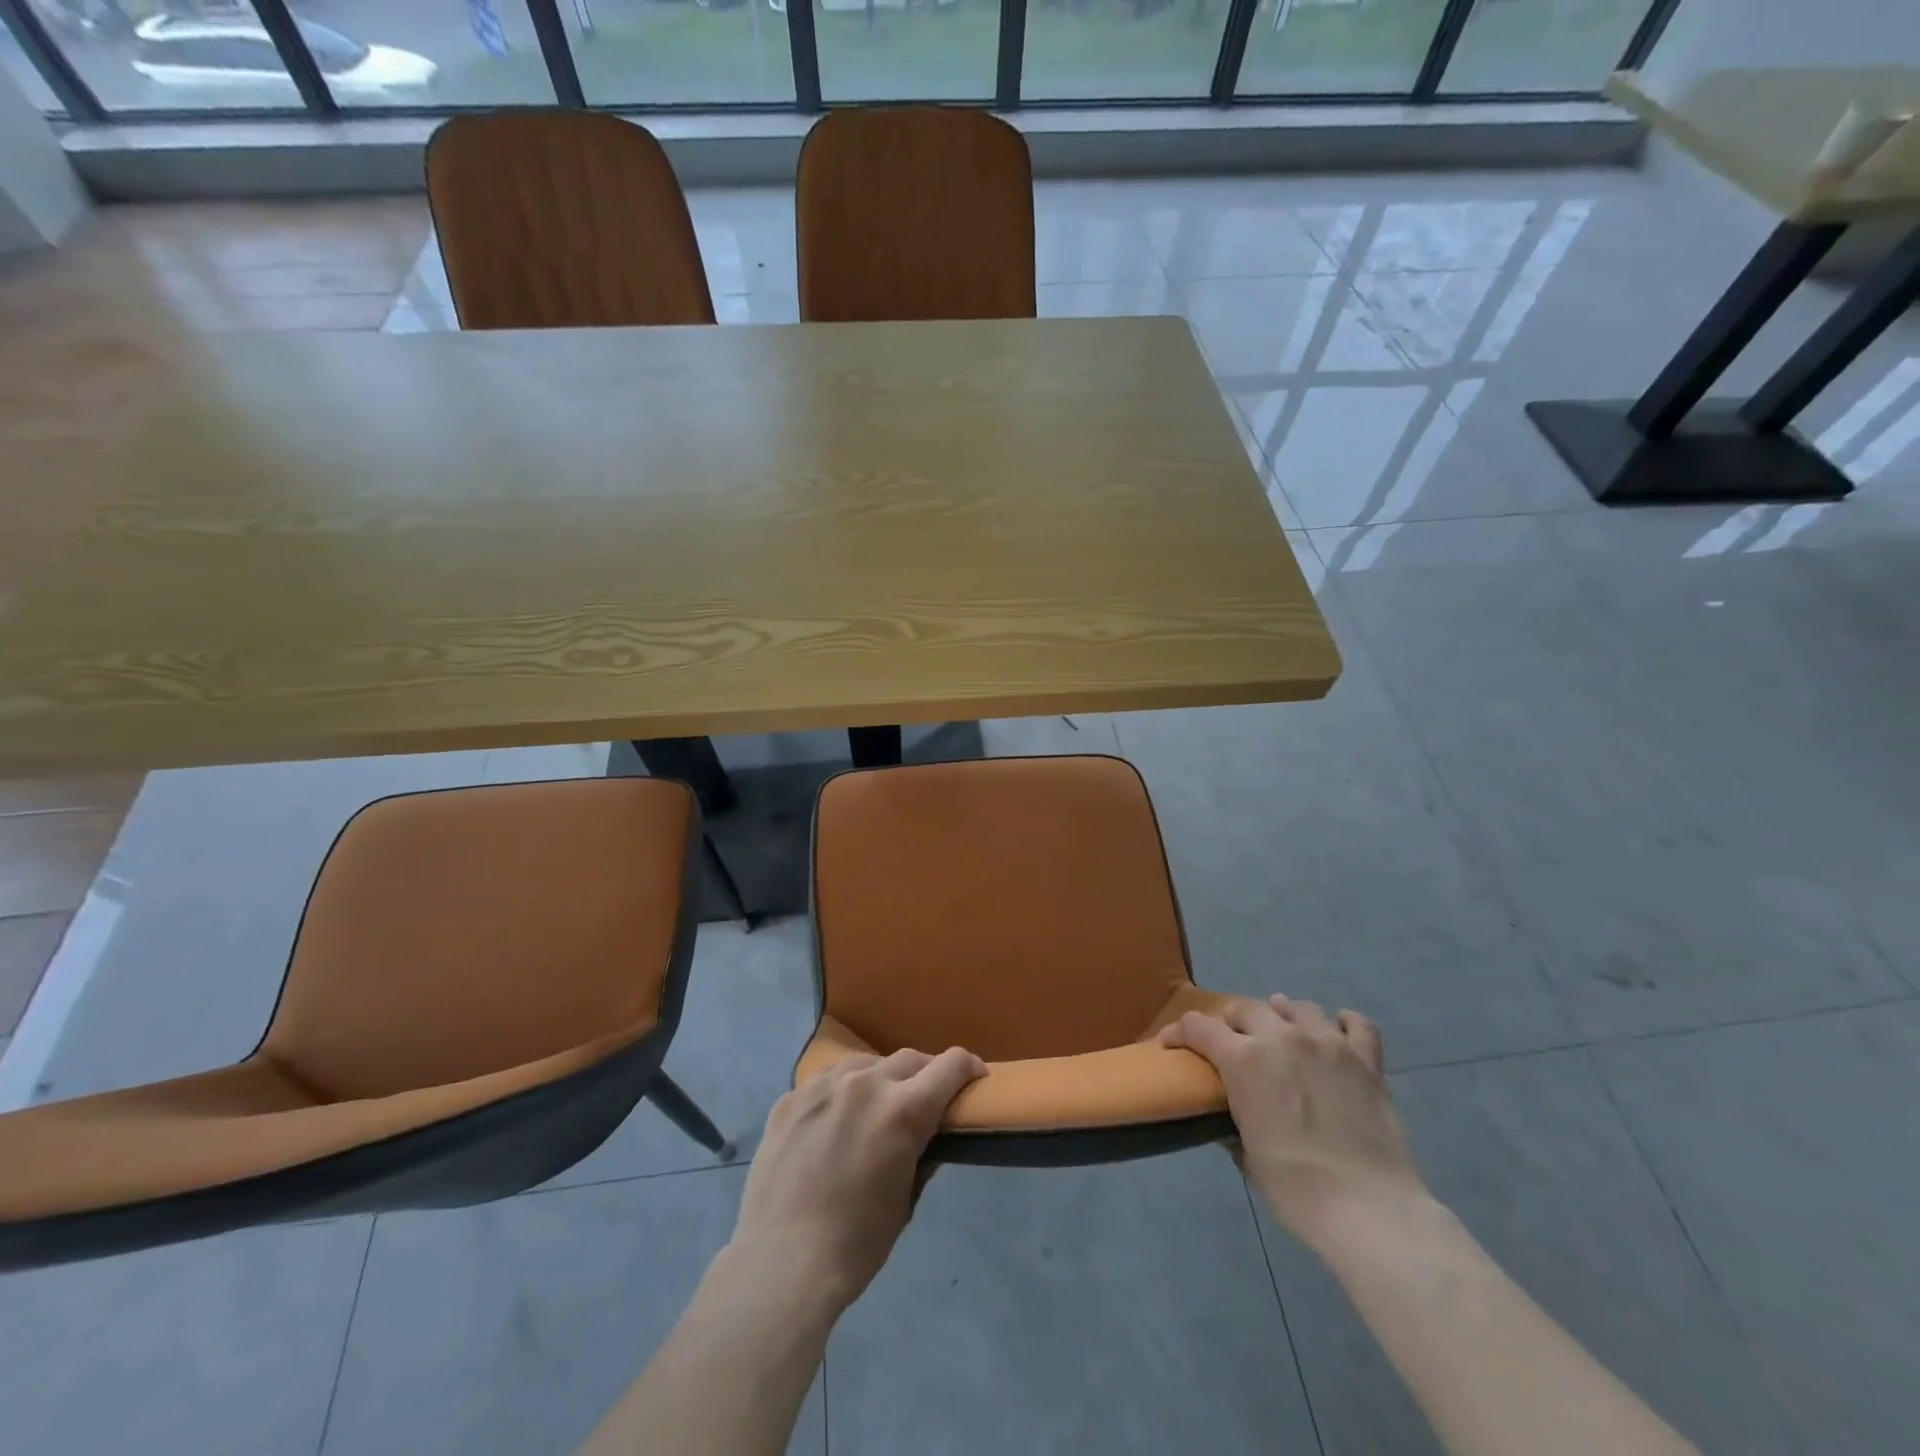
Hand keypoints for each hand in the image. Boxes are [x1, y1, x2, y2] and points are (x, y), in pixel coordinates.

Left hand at [729, 1046, 986, 1312]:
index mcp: (903, 1109)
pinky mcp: (790, 1098)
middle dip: (925, 1074)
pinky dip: (839, 1094)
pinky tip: (831, 1124)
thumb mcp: (905, 1201)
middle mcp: (865, 1082)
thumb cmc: (856, 1243)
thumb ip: (922, 1157)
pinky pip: (825, 1082)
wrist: (781, 1262)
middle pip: (908, 1059)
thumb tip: (929, 1138)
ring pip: (864, 1064)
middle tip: (925, 1100)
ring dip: (879, 1079)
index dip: (969, 1068)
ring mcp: (823, 1085)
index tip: (974, 1079)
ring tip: (874, 1108)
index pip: (950, 1065)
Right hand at [1161, 995, 1425, 1251]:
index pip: (1198, 1027)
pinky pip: (1355, 1024)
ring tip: (1283, 1033)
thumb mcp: (1248, 1156)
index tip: (1172, 1044)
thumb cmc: (1297, 1189)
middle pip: (1246, 1008)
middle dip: (1232, 1023)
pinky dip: (1343, 1024)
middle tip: (1233, 1044)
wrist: (1370, 1210)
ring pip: (1297, 1007)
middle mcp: (1281, 1038)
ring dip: (1282, 1016)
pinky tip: (1337, 1035)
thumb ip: (1234, 1122)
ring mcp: (1327, 1043)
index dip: (1179, 1033)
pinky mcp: (1366, 1059)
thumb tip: (1230, 1117)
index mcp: (1244, 1060)